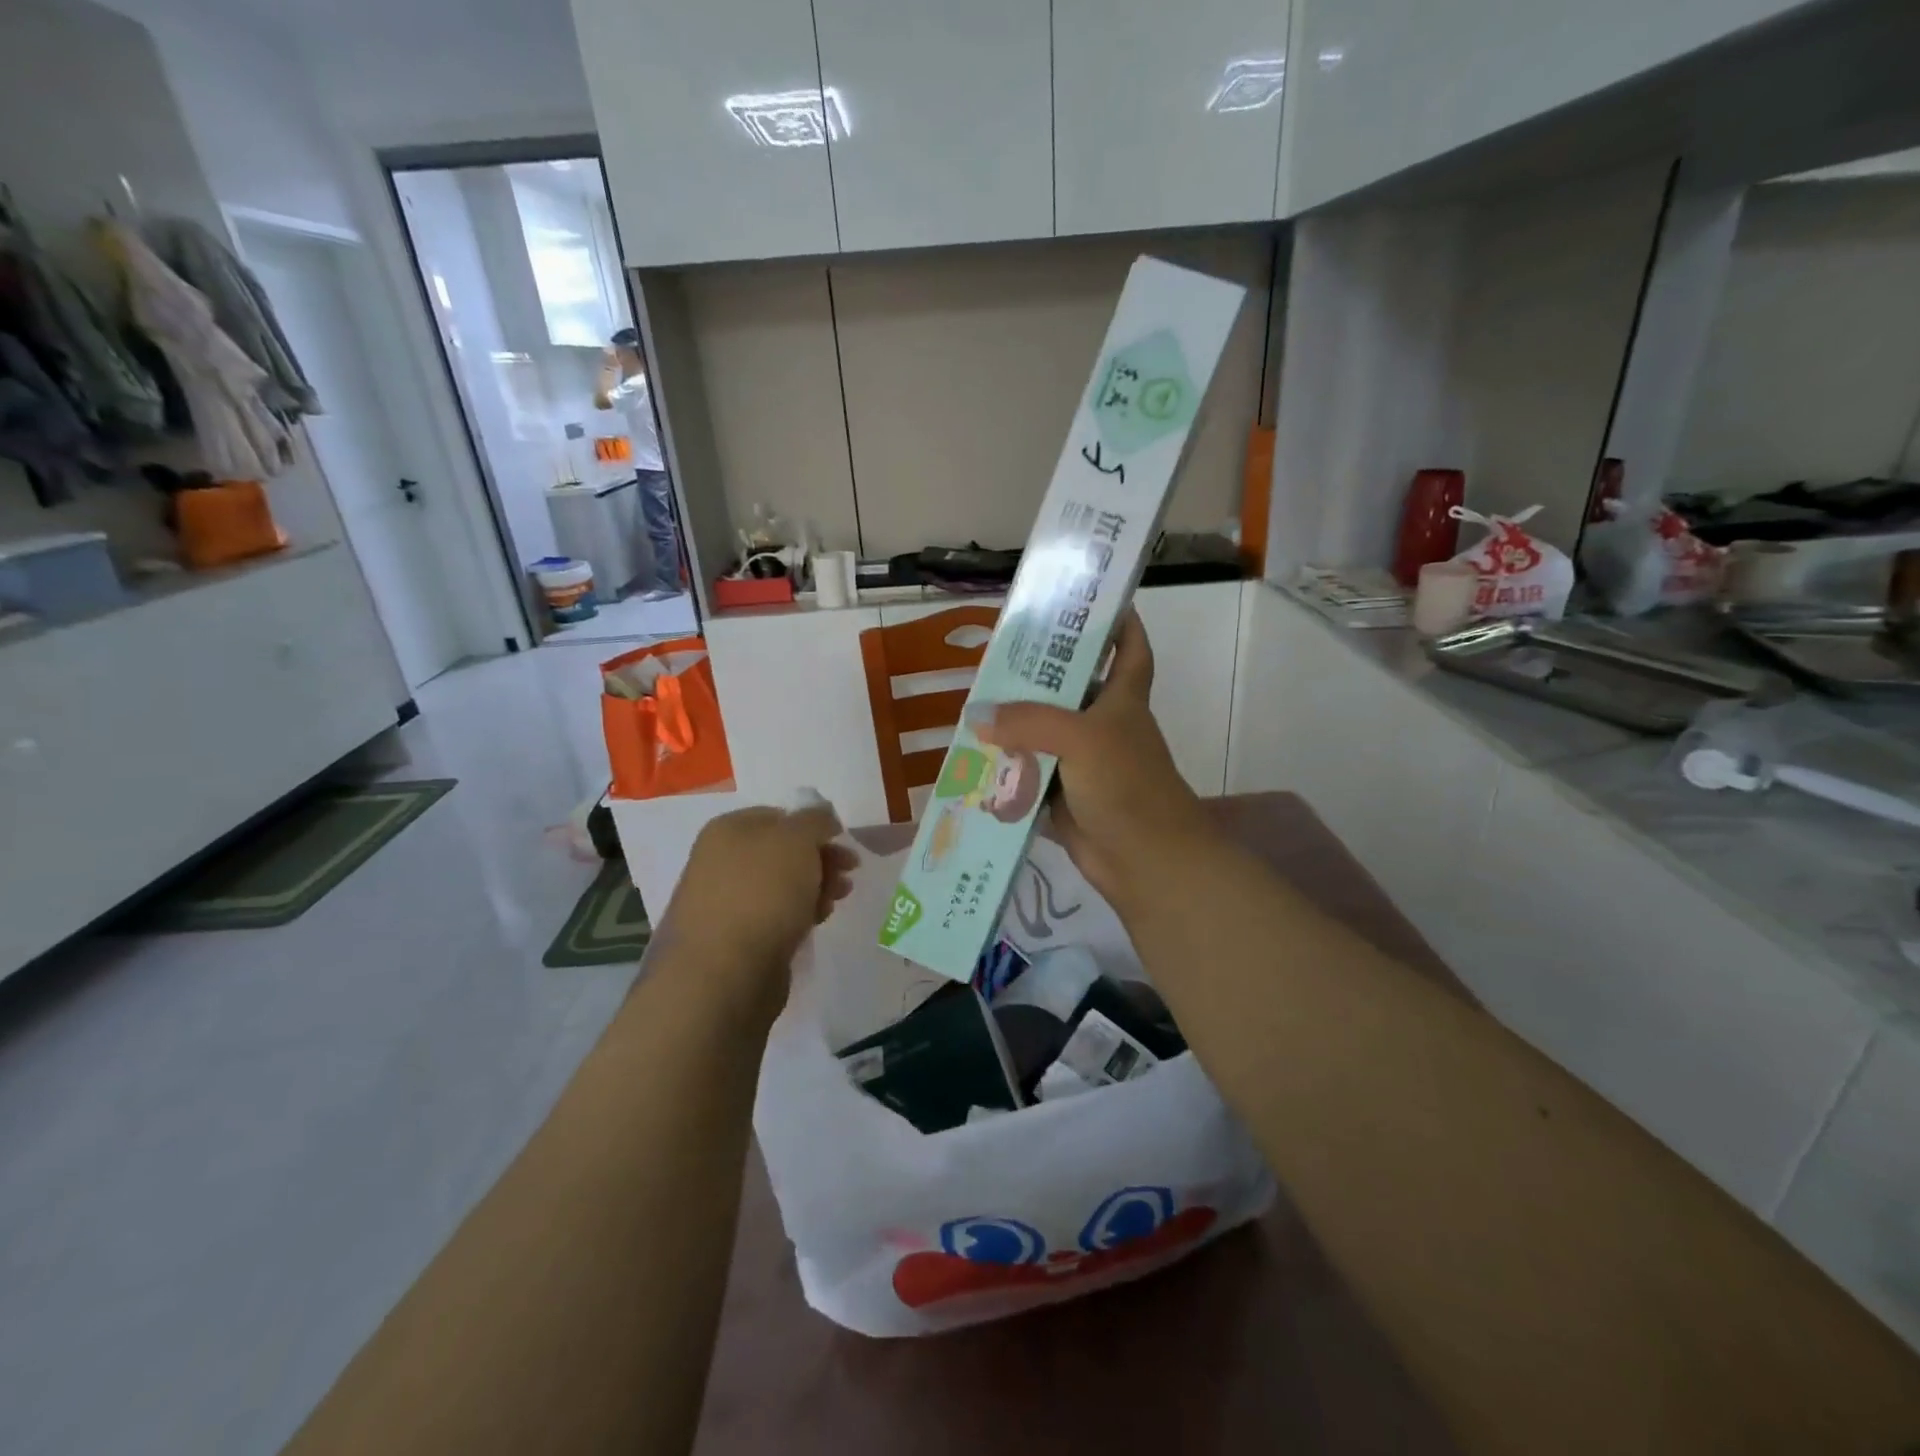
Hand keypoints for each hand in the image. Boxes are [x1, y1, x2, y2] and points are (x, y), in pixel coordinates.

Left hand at [661, 803, 856, 1021]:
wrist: (723, 974)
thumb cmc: (762, 893)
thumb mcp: (797, 839)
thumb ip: (815, 820)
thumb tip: (822, 816)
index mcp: (728, 830)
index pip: (780, 816)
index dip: (815, 826)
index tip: (842, 843)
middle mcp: (721, 861)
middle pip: (783, 852)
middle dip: (821, 860)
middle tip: (849, 874)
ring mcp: (725, 902)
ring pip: (782, 886)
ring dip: (815, 888)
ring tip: (836, 902)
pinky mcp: (735, 940)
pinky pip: (775, 917)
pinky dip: (799, 916)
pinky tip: (815, 924)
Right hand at [975, 610, 1212, 911]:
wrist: (1145, 861)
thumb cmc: (1126, 784)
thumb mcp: (1082, 738)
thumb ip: (1029, 721)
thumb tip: (978, 718)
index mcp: (1122, 699)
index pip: (1130, 649)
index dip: (1118, 622)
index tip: (1087, 602)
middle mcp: (1102, 725)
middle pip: (1070, 689)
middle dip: (1037, 674)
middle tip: (995, 655)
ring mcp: (1082, 763)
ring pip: (1043, 734)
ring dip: (1013, 725)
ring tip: (972, 704)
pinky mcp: (1062, 797)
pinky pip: (1029, 775)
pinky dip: (1006, 770)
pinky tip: (973, 759)